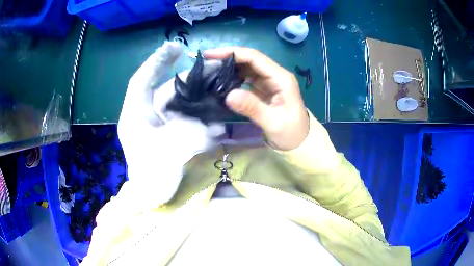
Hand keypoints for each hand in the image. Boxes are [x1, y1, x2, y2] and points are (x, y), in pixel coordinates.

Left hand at [118, 41, 223, 205]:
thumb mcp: (170, 153)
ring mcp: (159, 122)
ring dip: (198, 94)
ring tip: (218, 84)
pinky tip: (215, 109)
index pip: (142, 80)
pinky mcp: (169, 130)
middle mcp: (146, 114)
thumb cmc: (153, 177)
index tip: (175, 47)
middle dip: (189, 78)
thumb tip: (216, 126)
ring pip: (178, 101)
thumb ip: (192, 134)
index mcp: (135, 114)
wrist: (152, 196)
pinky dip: (198, 112)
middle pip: (166, 89)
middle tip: (213, 67)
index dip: (157, 61)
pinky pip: (184, 115)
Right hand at [205, 47, 308, 150]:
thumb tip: (228, 95)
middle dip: (228, 57)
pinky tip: (222, 80)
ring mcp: (270, 81)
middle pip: (250, 59)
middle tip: (206, 62)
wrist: (300, 142)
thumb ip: (252, 107)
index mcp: (281, 78)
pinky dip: (234, 76)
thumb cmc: (291, 133)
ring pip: (247, 67)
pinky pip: (247, 77)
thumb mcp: (273, 122)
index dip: (232, 53)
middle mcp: (276, 75)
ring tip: (211, 70)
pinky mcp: (264, 88)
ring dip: (230, 66)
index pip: (254, 57)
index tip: (210, 55)